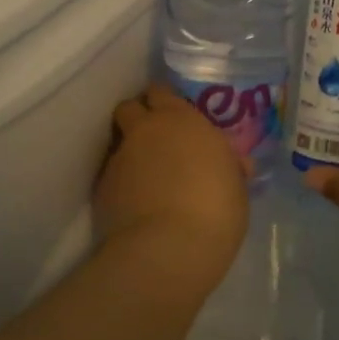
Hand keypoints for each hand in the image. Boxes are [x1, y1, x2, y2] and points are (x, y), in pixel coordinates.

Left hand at [94, 84, 248, 288]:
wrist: (169, 247)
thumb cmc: (216, 211)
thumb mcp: (236, 186)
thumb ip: (229, 167)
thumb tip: (235, 164)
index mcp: (182, 120)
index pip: (161, 92)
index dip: (164, 102)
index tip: (172, 116)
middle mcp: (146, 130)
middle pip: (129, 108)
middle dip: (138, 118)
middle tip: (154, 139)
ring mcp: (120, 157)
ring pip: (118, 143)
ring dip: (129, 152)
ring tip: (145, 178)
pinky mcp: (102, 186)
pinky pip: (111, 175)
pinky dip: (120, 183)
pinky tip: (134, 204)